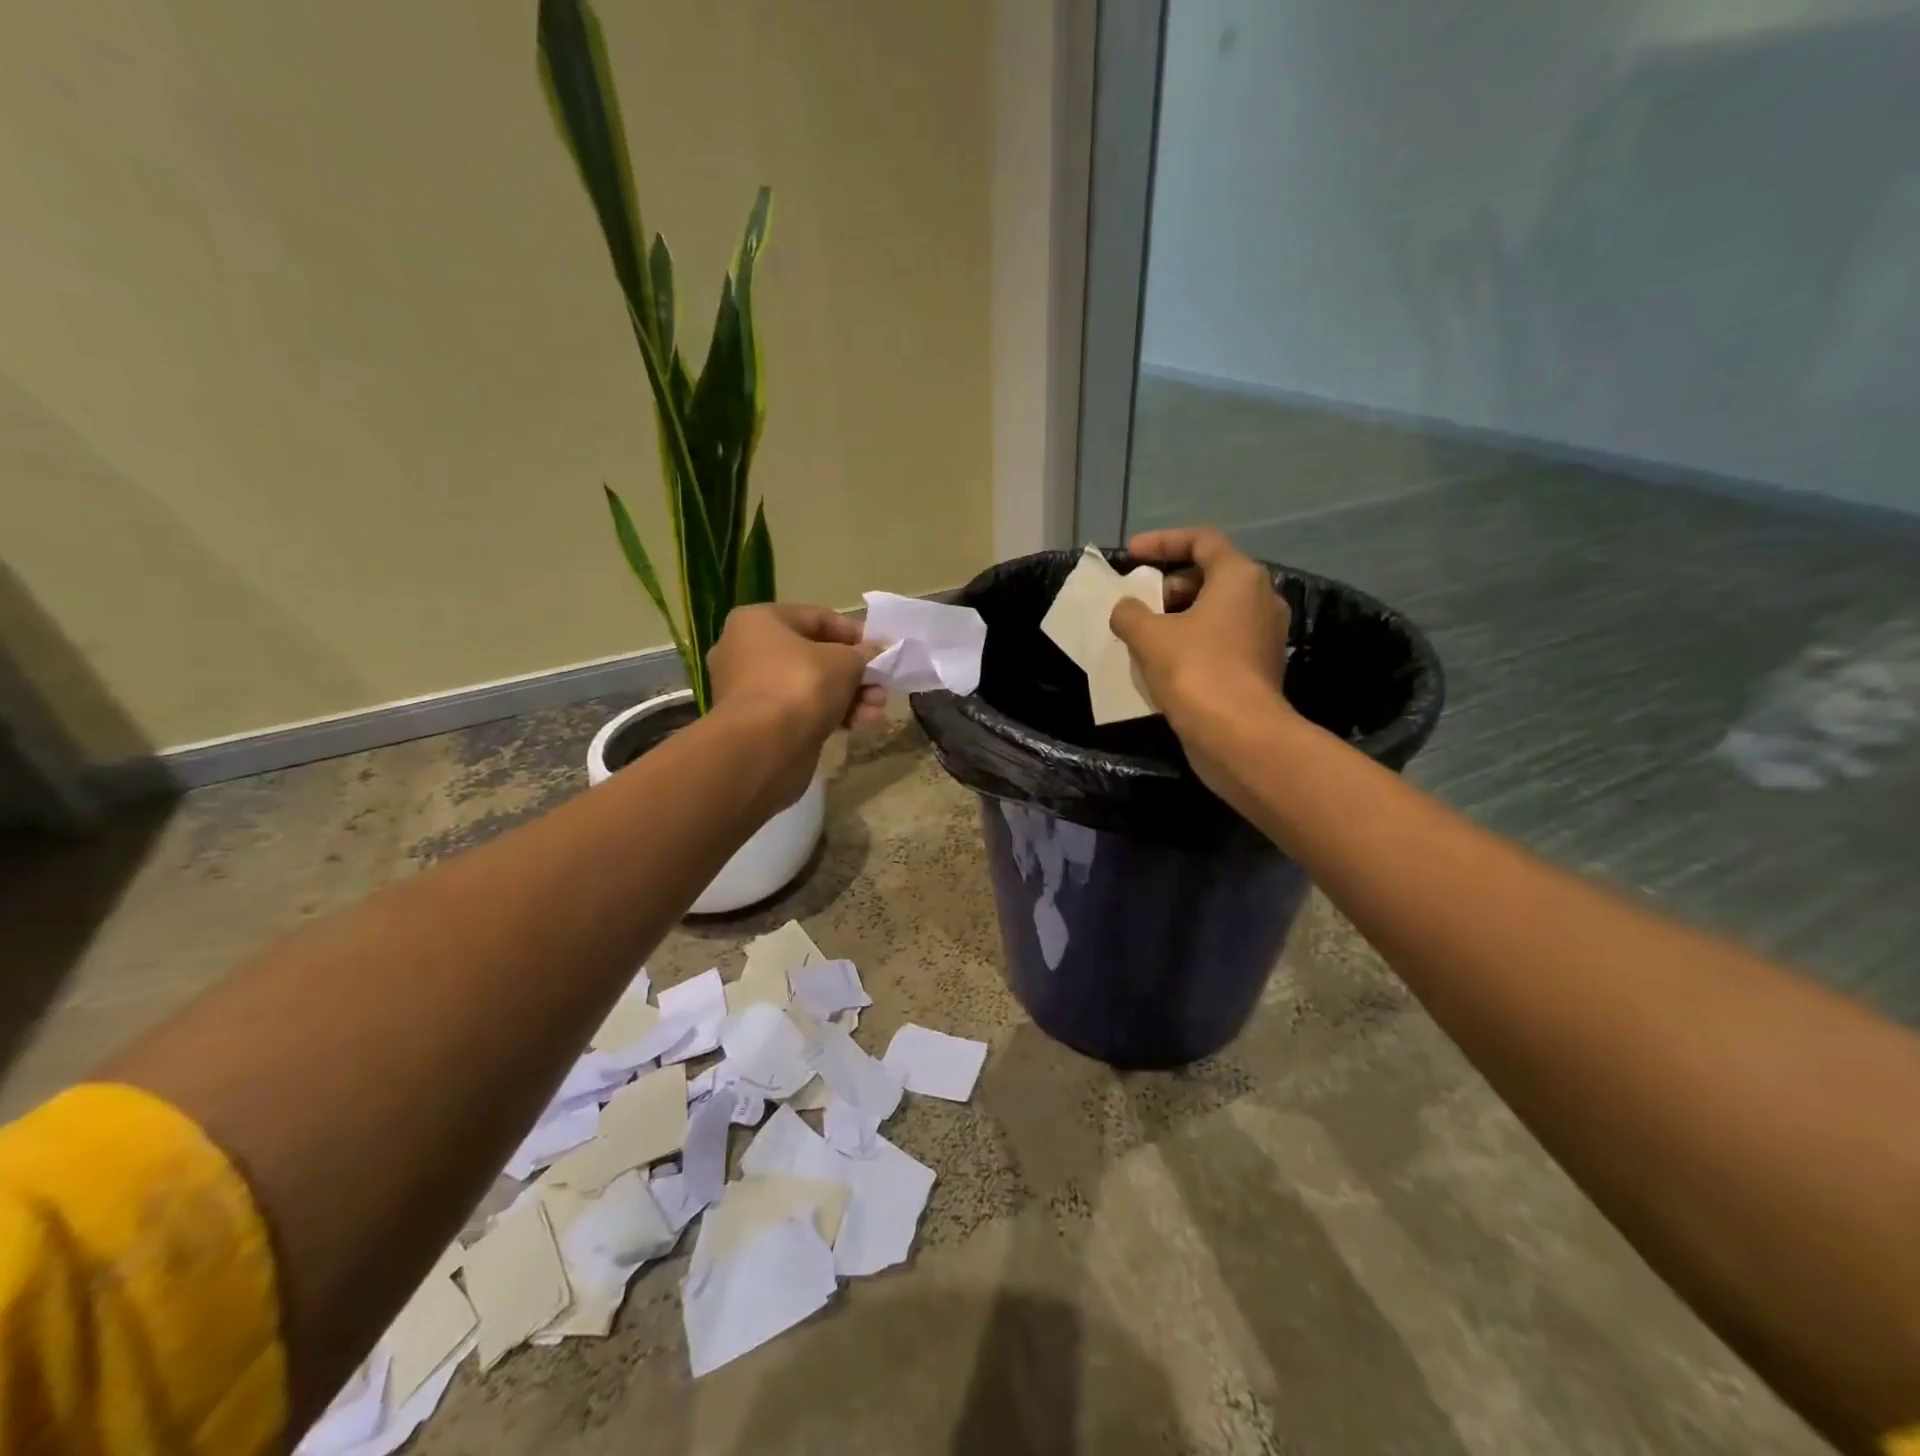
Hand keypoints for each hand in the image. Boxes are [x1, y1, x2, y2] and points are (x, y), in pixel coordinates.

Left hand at [707, 603, 884, 805]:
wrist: (765, 748)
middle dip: (855, 672)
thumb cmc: (801, 685)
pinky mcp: (762, 723)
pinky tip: (859, 725)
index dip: (854, 633)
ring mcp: (753, 690)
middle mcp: (748, 651)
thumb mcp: (844, 661)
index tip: (882, 650)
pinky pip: (804, 710)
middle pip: (816, 655)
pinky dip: (832, 714)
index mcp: (759, 622)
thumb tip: (875, 652)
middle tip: (881, 685)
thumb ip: (864, 653)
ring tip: (876, 710)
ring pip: (813, 686)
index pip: (817, 618)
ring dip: (850, 696)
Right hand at [1109, 528, 1294, 790]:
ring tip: (1142, 634)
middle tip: (1137, 601)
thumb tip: (1126, 609)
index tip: (1130, 555)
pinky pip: (1220, 641)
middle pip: (1210, 576)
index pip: (1202, 540)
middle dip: (1168, 585)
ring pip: (1215, 612)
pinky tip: (1162, 663)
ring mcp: (1264, 636)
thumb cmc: (1195, 670)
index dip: (1162, 542)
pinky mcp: (1259, 668)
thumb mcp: (1148, 635)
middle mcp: (1260, 599)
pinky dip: (1191, 642)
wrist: (1238, 735)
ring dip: (1177, 617)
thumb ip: (1130, 612)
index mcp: (1239, 577)